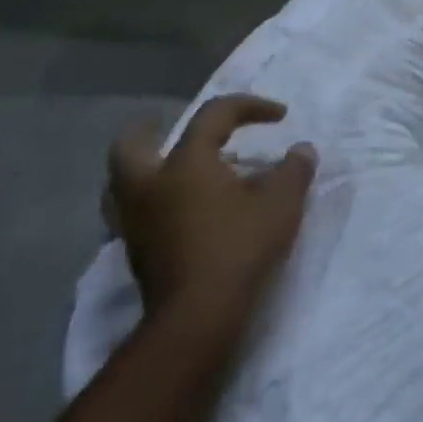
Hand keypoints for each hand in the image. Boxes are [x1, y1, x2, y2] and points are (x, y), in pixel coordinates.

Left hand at [105, 95, 316, 318]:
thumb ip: (294, 170)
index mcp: (186, 163)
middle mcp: (150, 185)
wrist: (198, 315)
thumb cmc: (239, 246)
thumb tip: (302, 150)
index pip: (213, 116)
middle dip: (150, 131)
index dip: (249, 106)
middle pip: (132, 145)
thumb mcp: (282, 203)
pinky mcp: (136, 253)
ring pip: (120, 184)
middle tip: (170, 127)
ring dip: (143, 169)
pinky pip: (132, 214)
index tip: (279, 116)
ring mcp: (136, 221)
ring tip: (169, 170)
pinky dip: (150, 203)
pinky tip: (174, 211)